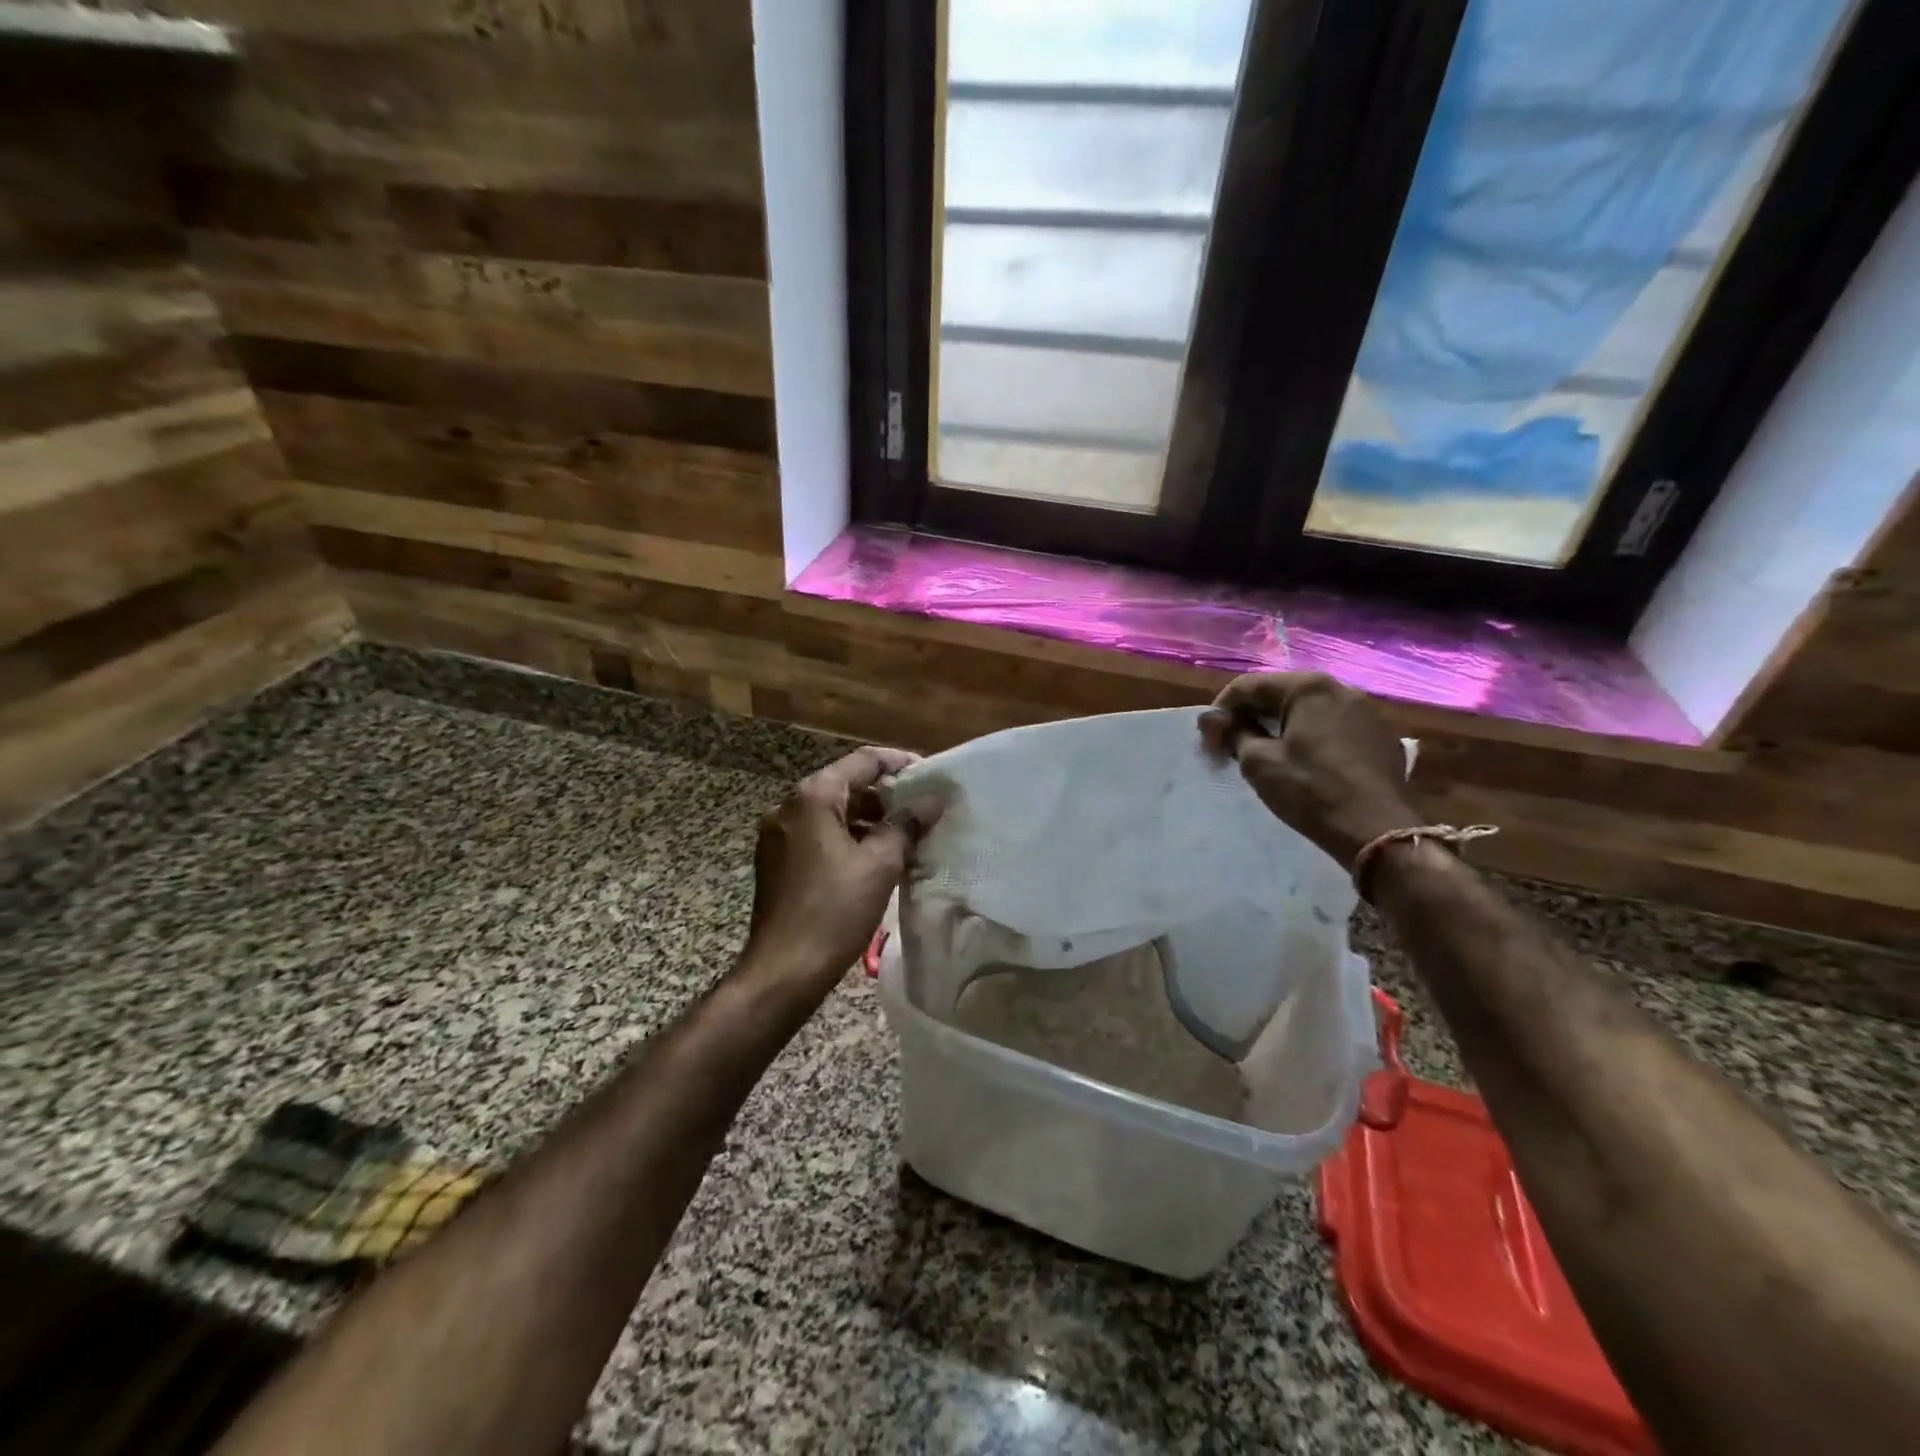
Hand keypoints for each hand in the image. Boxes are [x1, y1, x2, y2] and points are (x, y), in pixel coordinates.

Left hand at [742, 746, 925, 995]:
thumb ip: (908, 825)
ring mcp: (778, 835)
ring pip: (833, 813)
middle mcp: (789, 806)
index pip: (864, 761)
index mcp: (813, 797)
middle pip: (847, 785)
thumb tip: (933, 801)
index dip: (900, 763)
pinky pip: (819, 836)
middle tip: (924, 812)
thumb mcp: (880, 865)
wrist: (782, 971)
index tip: (932, 778)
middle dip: (887, 796)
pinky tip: (875, 861)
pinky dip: (849, 840)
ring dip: (870, 821)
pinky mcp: (777, 861)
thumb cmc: (834, 912)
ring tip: (907, 838)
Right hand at [1199, 672, 1421, 870]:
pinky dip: (1309, 736)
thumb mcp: (1259, 763)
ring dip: (1280, 725)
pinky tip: (1302, 762)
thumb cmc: (1311, 791)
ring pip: (1308, 710)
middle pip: (1280, 693)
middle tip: (1230, 744)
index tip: (1208, 737)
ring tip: (1264, 753)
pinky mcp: (1380, 736)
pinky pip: (1332, 726)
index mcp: (1308, 687)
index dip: (1221, 709)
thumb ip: (1233, 733)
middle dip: (1251, 715)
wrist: (1378, 829)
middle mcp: (1340, 688)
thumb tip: (1211, 719)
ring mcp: (1365, 711)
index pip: (1249, 686)